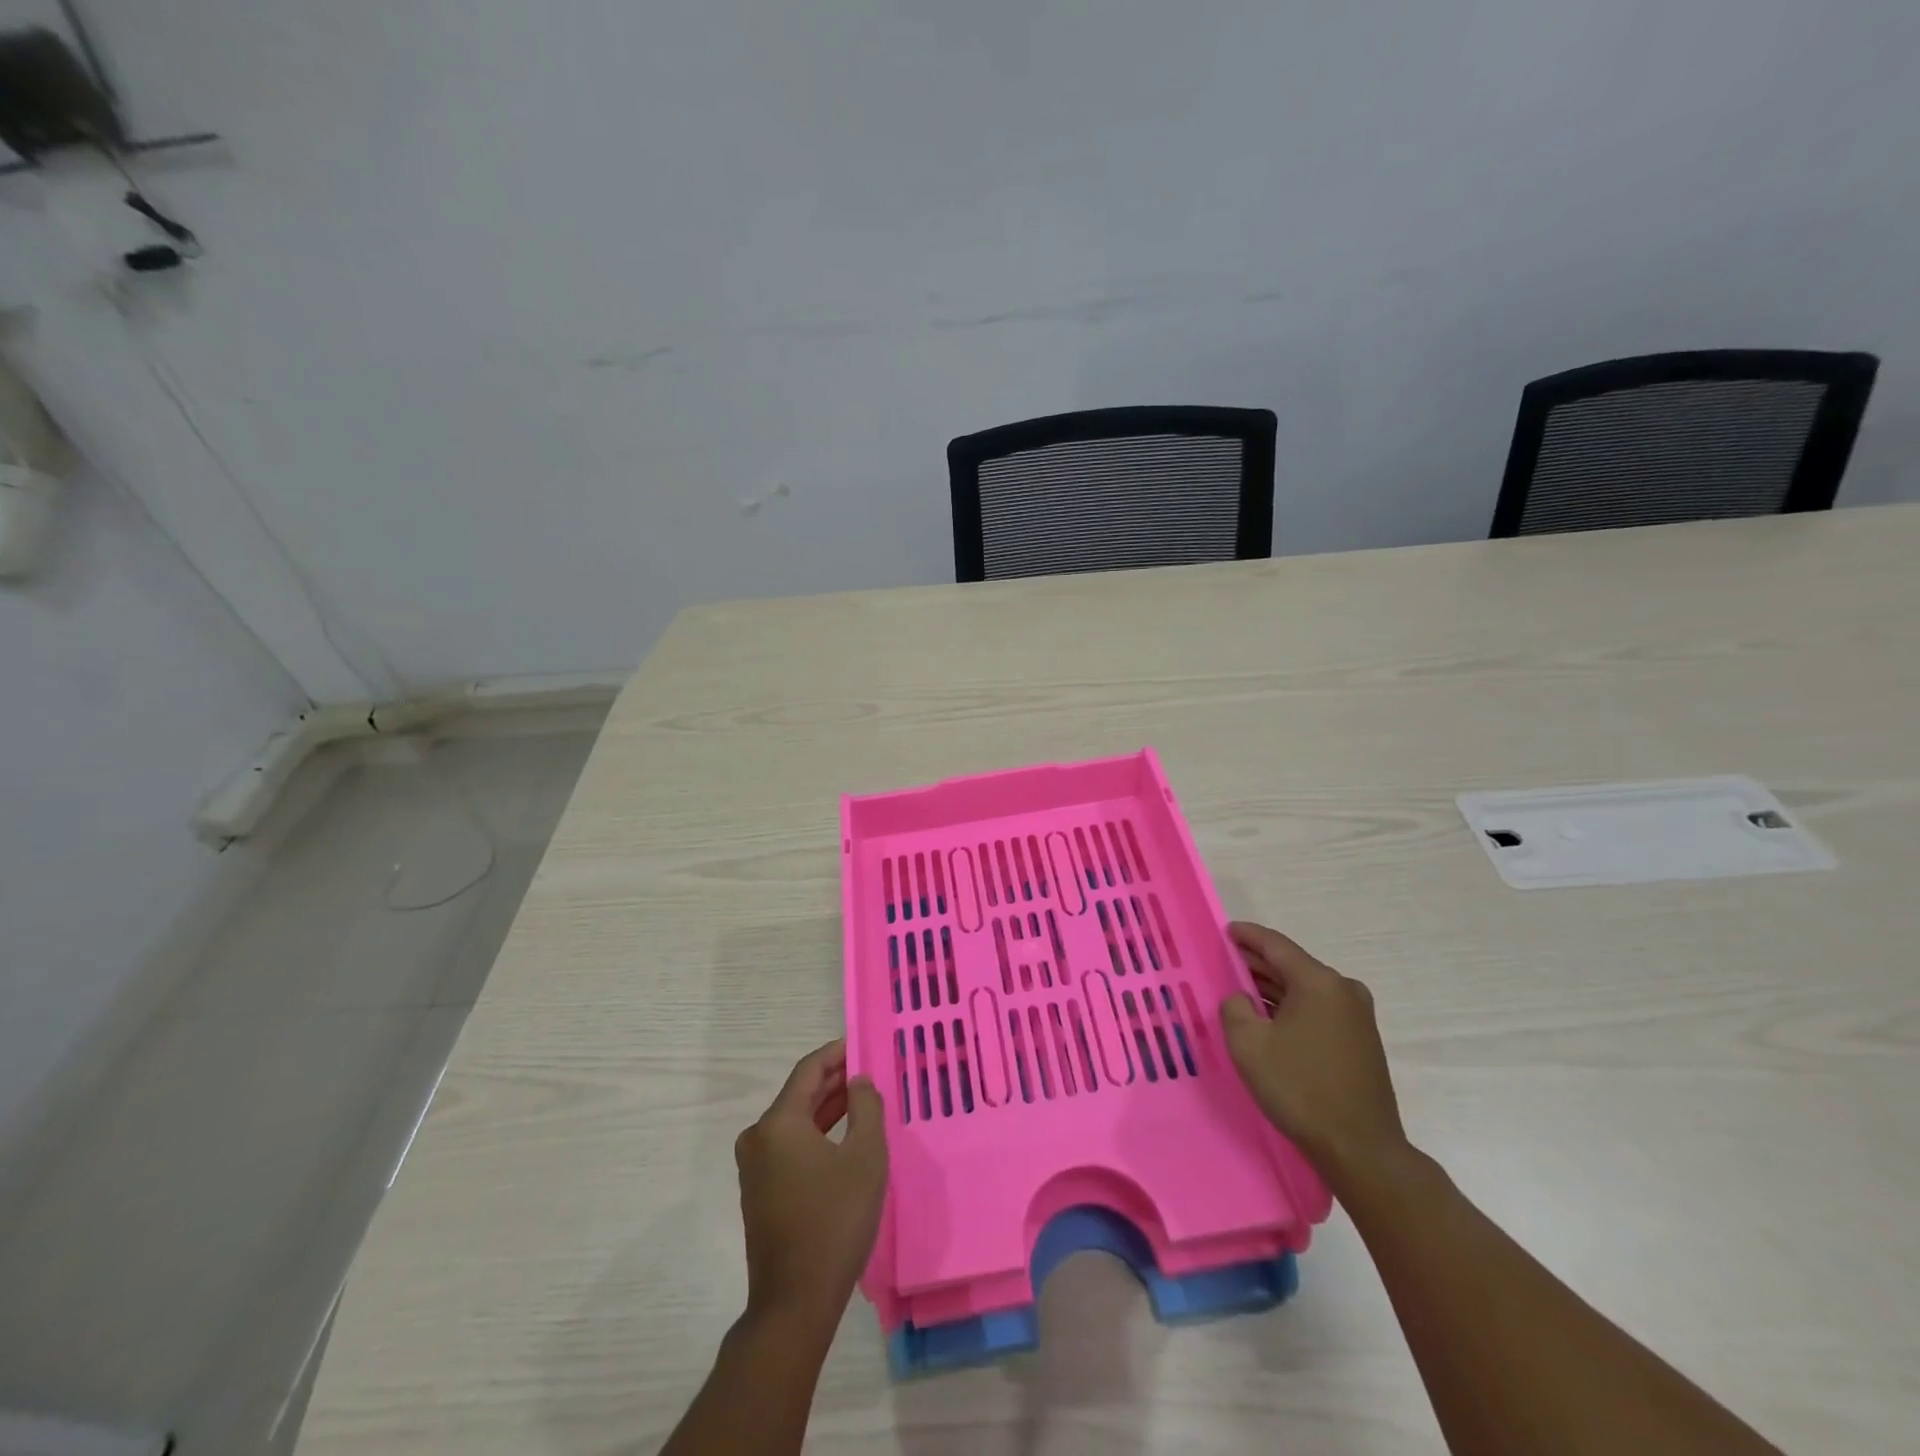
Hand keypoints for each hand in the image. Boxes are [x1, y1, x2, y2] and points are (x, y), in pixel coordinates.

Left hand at [734, 1039, 887, 1327]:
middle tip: (868, 1072)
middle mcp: (758, 1138)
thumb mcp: (865, 1157)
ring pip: (795, 1122)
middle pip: (799, 1095)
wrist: (795, 1303)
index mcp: (778, 1123)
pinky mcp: (759, 1193)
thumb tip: (858, 1081)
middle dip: (834, 1081)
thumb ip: (866, 1107)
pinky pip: (789, 1147)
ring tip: (862, 1101)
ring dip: (827, 1109)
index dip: (836, 1053)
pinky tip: (842, 1139)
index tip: (861, 1044)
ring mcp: (755, 1167)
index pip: (808, 1070)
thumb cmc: (834, 1221)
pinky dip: (816, 1135)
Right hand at [1220, 922, 1409, 1184]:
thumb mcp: (1248, 1043)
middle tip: (1226, 960)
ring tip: (1241, 989)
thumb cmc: (1300, 1088)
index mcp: (1319, 982)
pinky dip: (1291, 1007)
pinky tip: (1270, 1018)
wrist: (1361, 1149)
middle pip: (1292, 965)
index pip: (1276, 945)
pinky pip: (1318, 1009)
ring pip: (1305, 989)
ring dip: (1274, 988)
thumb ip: (1235, 1007)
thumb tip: (1242, 1000)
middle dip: (1258, 963)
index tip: (1226, 930)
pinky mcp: (1361, 1041)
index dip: (1247, 936)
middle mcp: (1343, 990)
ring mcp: (1357, 1016)